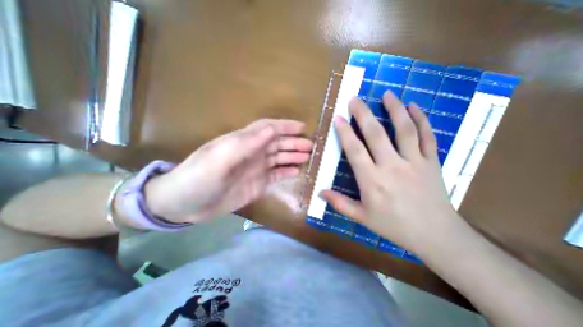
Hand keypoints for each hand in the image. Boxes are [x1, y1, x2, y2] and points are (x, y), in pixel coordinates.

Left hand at [143, 119, 311, 223]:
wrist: (184, 205)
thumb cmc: (198, 177)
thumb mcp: (219, 158)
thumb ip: (246, 143)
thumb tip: (272, 130)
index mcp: (243, 142)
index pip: (268, 128)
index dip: (285, 126)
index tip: (302, 127)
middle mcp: (252, 153)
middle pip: (277, 144)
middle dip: (294, 143)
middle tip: (311, 146)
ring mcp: (256, 169)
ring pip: (279, 159)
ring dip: (293, 156)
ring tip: (308, 157)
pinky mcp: (258, 184)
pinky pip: (276, 175)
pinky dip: (287, 172)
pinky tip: (297, 171)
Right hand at [321, 93, 457, 251]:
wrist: (436, 236)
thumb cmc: (394, 227)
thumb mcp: (362, 218)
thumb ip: (340, 203)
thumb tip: (321, 192)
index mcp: (372, 181)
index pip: (355, 150)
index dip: (345, 132)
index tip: (339, 118)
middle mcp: (392, 166)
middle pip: (376, 134)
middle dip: (363, 114)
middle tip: (355, 99)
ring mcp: (414, 162)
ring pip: (404, 130)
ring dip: (394, 109)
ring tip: (387, 93)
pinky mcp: (432, 162)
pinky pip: (427, 136)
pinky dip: (421, 119)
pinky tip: (414, 106)